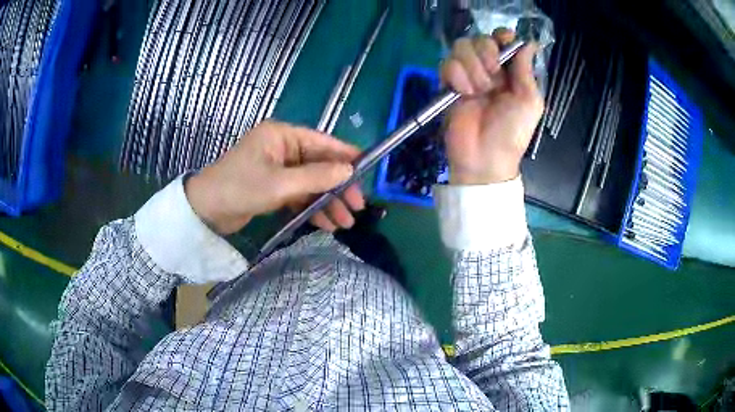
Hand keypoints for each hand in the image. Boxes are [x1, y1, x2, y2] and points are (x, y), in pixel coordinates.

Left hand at [185, 121, 364, 234]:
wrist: (205, 212)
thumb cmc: (239, 188)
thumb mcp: (280, 183)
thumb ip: (316, 176)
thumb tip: (349, 171)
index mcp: (282, 136)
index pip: (322, 142)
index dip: (346, 157)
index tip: (367, 173)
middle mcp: (282, 148)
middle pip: (319, 165)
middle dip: (338, 187)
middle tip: (357, 208)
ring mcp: (278, 168)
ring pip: (311, 182)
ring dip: (327, 202)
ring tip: (345, 223)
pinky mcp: (273, 187)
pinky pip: (299, 194)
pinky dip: (311, 208)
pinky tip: (325, 223)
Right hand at [440, 30, 543, 184]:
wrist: (484, 157)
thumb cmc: (512, 132)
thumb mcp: (529, 102)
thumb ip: (527, 71)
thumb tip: (529, 43)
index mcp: (509, 71)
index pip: (502, 39)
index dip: (501, 36)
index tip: (503, 43)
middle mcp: (488, 68)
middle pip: (480, 38)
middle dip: (487, 54)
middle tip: (493, 78)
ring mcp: (466, 75)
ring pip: (461, 47)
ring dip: (472, 68)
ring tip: (479, 91)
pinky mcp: (448, 83)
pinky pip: (447, 64)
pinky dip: (456, 76)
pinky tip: (464, 93)